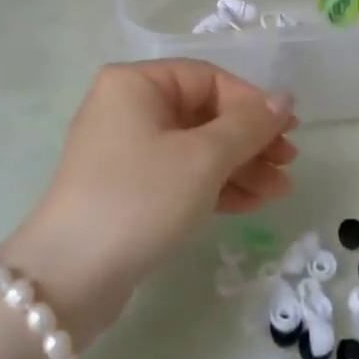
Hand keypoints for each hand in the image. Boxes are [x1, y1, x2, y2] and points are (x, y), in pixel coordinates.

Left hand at [0, 61, 297, 349]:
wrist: (68, 279)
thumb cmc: (140, 199)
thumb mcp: (203, 158)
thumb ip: (248, 125)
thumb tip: (284, 98)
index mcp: (136, 84)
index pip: (208, 79)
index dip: (252, 103)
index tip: (290, 132)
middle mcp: (127, 108)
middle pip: (204, 114)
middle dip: (250, 141)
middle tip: (288, 165)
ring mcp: (125, 151)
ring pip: (195, 148)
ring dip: (240, 167)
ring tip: (279, 191)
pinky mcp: (127, 189)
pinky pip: (180, 175)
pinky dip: (215, 186)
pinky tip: (251, 204)